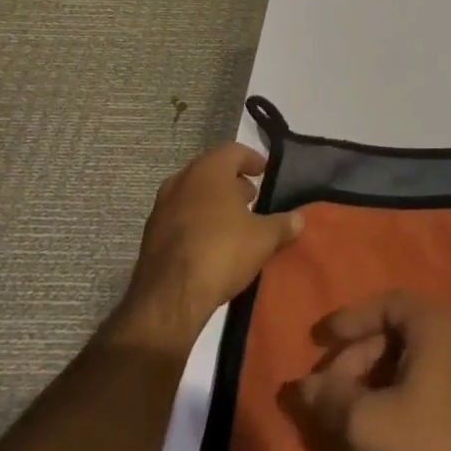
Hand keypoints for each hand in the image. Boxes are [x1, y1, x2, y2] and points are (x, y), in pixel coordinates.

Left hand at [107, 143, 302, 354]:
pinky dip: (196, 220)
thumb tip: (300, 218)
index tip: (264, 172)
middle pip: (211, 170)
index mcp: (209, 170)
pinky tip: (210, 242)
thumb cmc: (222, 252)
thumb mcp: (263, 238)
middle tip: (251, 196)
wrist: (169, 299)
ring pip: (192, 193)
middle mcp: (182, 180)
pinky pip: (179, 216)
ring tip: (233, 221)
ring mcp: (161, 208)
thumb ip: (283, 224)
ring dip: (212, 201)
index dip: (252, 159)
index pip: (234, 151)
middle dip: (232, 181)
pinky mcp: (150, 235)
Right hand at [296, 290, 450, 450]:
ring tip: (349, 411)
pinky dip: (400, 390)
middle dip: (359, 357)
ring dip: (377, 377)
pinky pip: (430, 378)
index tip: (321, 340)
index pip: (387, 303)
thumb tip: (302, 385)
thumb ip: (331, 397)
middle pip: (399, 331)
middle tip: (329, 389)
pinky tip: (381, 423)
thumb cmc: (427, 447)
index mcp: (436, 324)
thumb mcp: (367, 423)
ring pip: (414, 358)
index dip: (351, 320)